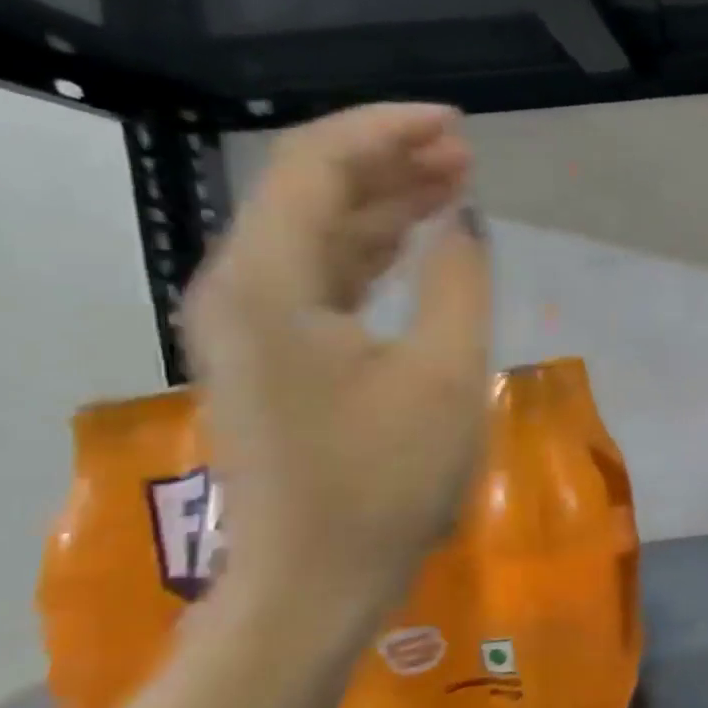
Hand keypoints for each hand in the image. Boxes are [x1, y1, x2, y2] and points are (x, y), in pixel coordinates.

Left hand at [183, 104, 492, 646]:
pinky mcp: (275, 355)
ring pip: (318, 232)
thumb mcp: (443, 374)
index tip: (458, 126)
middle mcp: (242, 288)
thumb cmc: (385, 480)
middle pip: (310, 191)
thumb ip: (457, 282)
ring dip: (384, 204)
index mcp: (270, 283)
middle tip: (465, 153)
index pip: (316, 167)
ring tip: (453, 184)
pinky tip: (416, 241)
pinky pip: (322, 276)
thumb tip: (464, 221)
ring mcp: (252, 324)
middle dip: (390, 162)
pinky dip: (372, 250)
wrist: (315, 580)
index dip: (387, 132)